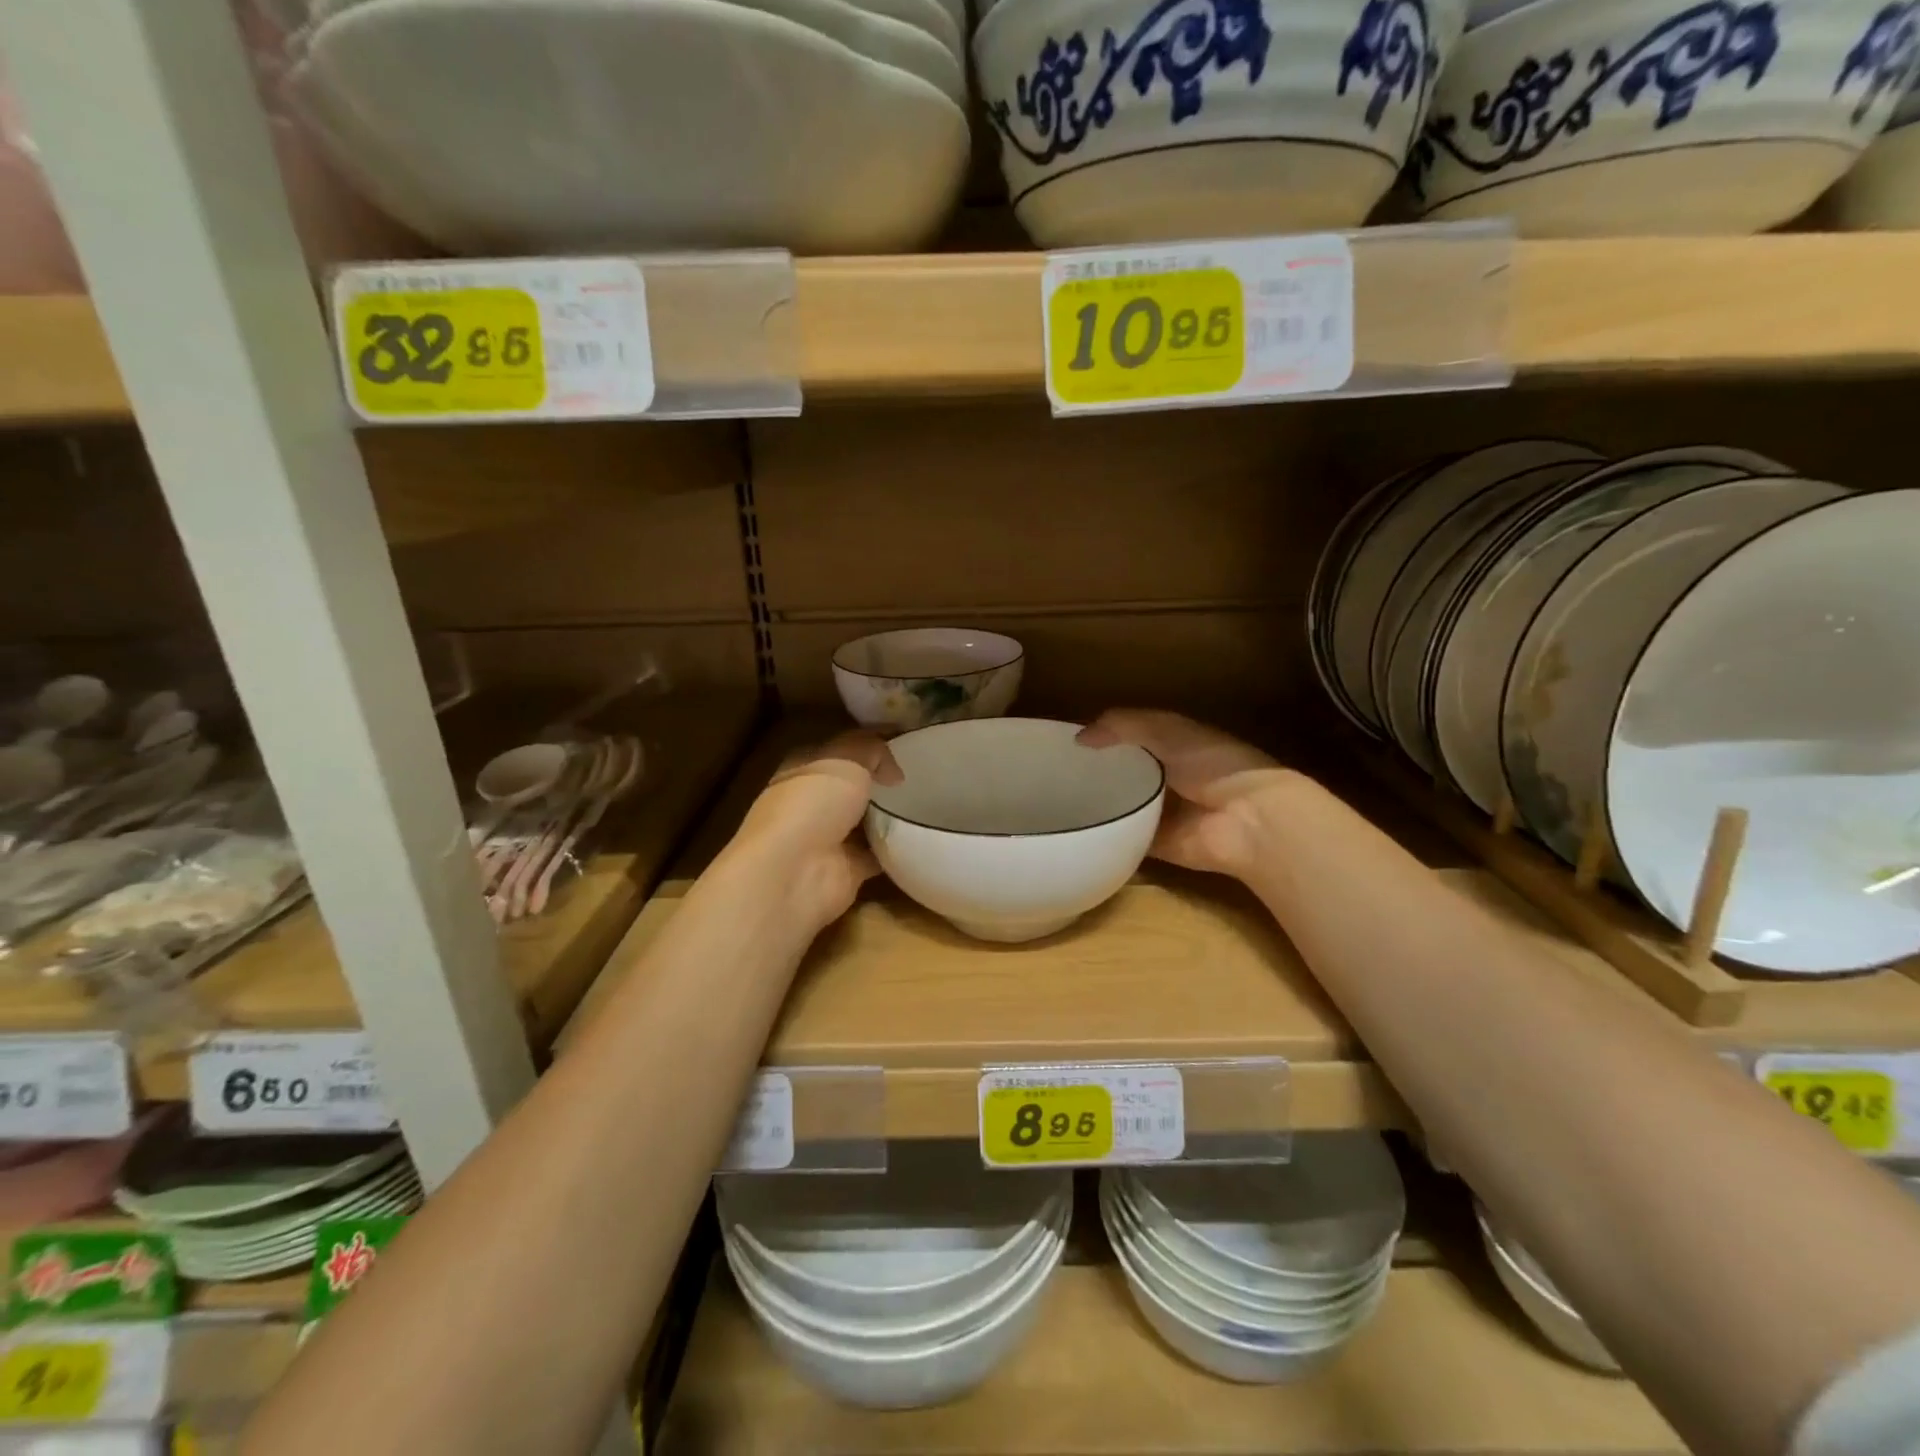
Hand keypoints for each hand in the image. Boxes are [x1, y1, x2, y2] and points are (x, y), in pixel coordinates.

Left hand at [728, 732, 901, 930]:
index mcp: (803, 769)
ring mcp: (828, 839)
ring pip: (865, 822)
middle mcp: (812, 803)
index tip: (904, 745)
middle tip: (920, 776)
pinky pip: (877, 855)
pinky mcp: (846, 870)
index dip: (868, 746)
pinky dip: (896, 850)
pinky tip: (920, 837)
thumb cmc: (813, 803)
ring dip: (890, 816)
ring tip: (927, 804)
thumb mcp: (847, 758)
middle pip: (852, 787)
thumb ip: (872, 751)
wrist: (795, 873)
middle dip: (881, 782)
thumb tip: (893, 773)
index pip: (838, 751)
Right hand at [1076, 711, 1297, 879]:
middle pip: (1124, 773)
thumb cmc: (1212, 764)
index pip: (1132, 737)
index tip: (1069, 741)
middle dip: (1097, 772)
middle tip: (1054, 773)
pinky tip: (1074, 830)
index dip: (1105, 736)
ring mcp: (1162, 814)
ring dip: (1098, 804)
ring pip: (1122, 806)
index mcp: (1175, 746)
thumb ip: (1123, 726)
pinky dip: (1105, 835)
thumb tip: (1079, 738)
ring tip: (1054, 801)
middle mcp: (1168, 778)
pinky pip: (1124, 838)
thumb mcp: (1166, 730)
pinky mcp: (1156, 844)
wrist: (1246, 820)